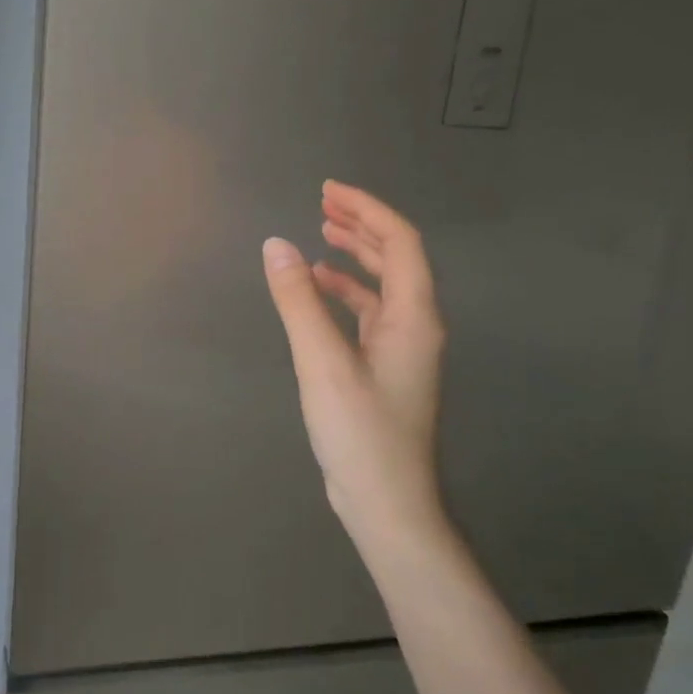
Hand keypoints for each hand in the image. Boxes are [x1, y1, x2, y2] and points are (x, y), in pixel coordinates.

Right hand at [261, 181, 445, 547]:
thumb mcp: (322, 362)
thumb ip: (298, 300)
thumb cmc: (360, 432)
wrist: (386, 503)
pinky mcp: (385, 368)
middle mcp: (416, 325)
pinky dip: (345, 291)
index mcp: (413, 316)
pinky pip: (369, 312)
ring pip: (384, 285)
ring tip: (320, 235)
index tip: (327, 191)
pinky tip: (319, 290)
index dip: (366, 209)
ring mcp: (403, 349)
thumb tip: (276, 244)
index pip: (400, 242)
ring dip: (356, 255)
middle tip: (323, 203)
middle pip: (397, 258)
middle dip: (361, 225)